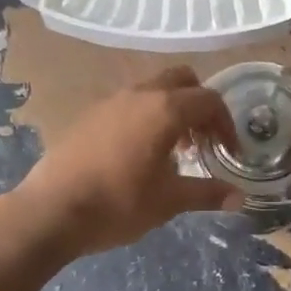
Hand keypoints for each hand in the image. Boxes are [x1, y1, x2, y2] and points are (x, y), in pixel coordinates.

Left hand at [17, 68, 242, 256]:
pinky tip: (139, 153)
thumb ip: (207, 194)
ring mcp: (112, 101)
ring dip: (172, 109)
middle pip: (183, 80)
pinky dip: (146, 116)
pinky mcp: (91, 114)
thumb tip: (239, 197)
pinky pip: (130, 102)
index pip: (209, 100)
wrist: (51, 210)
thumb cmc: (118, 203)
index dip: (226, 124)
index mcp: (165, 109)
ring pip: (154, 88)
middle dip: (200, 104)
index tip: (229, 152)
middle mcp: (140, 94)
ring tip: (173, 149)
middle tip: (203, 139)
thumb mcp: (169, 202)